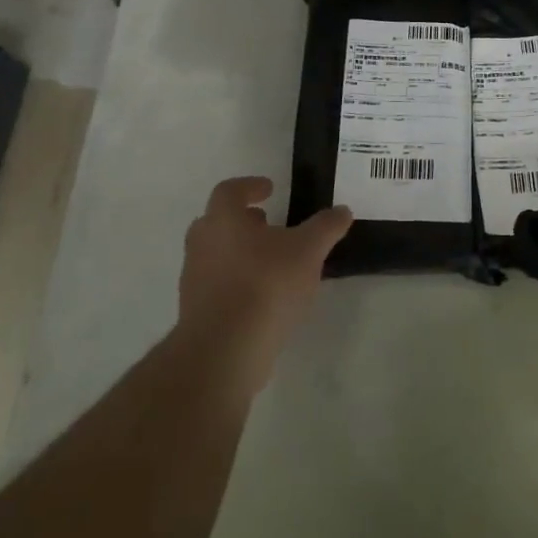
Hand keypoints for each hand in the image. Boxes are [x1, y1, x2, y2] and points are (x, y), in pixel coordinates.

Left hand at [174, 177, 351, 395]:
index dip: (250, 186)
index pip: (230, 191)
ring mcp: (194, 280)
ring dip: (241, 251)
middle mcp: (202, 244)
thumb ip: (326, 227)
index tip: (270, 189)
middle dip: (244, 220)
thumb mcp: (308, 250)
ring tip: (273, 261)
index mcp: (222, 220)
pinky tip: (264, 296)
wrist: (224, 351)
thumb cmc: (265, 285)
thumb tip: (342, 210)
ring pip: (217, 254)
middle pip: (218, 222)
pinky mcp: (196, 312)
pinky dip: (238, 282)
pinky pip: (218, 285)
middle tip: (268, 222)